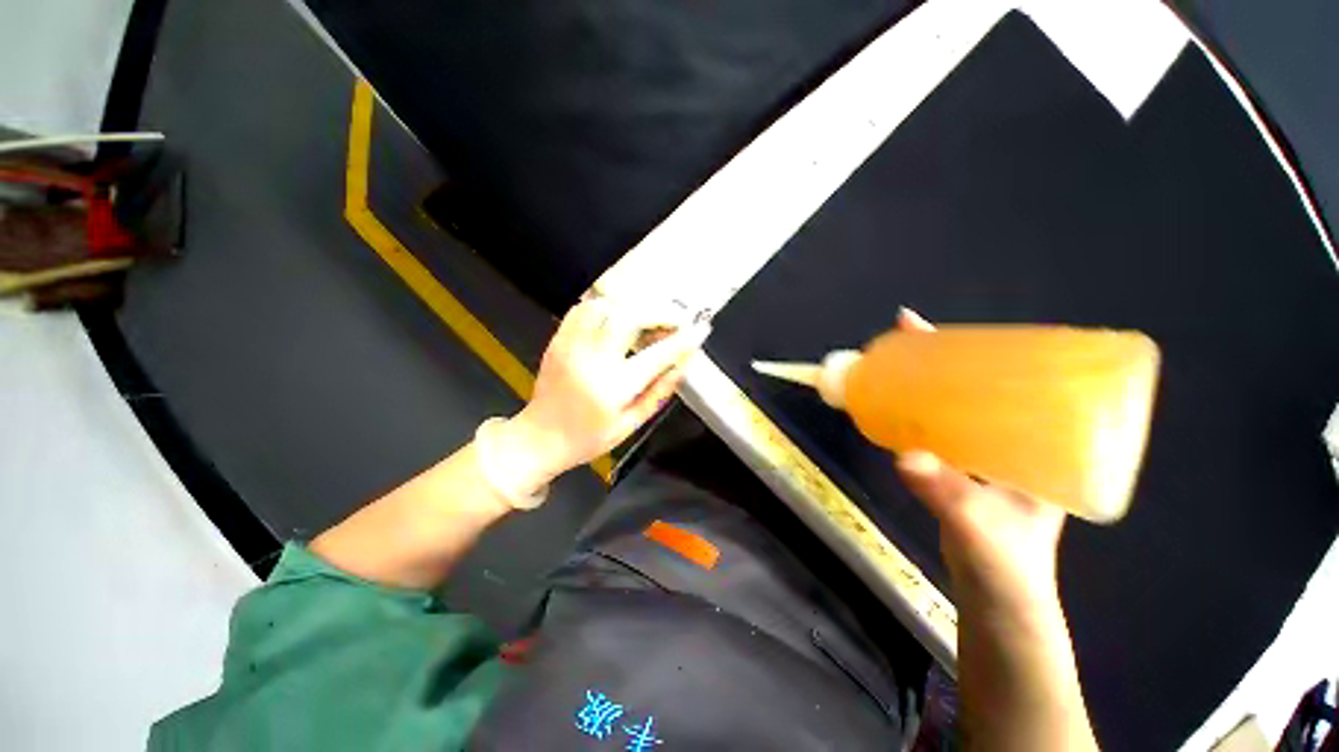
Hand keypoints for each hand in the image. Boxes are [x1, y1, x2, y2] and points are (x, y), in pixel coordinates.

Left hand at [505, 297, 710, 485]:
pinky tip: (620, 314)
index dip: (683, 340)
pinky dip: (607, 305)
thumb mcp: (631, 425)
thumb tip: (683, 363)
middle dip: (659, 312)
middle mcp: (592, 360)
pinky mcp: (558, 340)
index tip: (700, 329)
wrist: (539, 438)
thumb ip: (659, 392)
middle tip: (676, 318)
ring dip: (634, 305)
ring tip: (650, 315)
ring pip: (605, 306)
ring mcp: (571, 346)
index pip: (656, 355)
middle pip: (629, 317)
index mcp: (613, 388)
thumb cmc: (589, 439)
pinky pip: (583, 309)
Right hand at [892, 308, 1065, 614]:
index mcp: (1043, 443)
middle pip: (977, 385)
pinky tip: (897, 408)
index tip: (930, 327)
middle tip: (903, 340)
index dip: (972, 350)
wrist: (1000, 600)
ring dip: (925, 384)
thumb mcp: (981, 527)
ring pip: (956, 406)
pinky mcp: (965, 469)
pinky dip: (917, 413)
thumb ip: (947, 494)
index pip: (1011, 380)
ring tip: (894, 366)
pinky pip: (940, 429)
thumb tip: (907, 457)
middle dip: (939, 358)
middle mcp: (1017, 440)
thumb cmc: (1009, 565)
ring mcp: (989, 454)